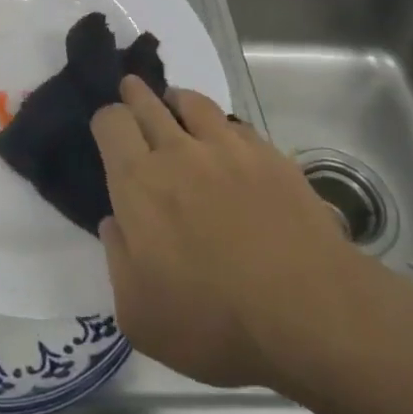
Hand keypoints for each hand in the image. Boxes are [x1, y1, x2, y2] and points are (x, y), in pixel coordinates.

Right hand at [92, 78, 409, 393]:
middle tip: (132, 92)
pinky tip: (226, 141)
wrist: (307, 311)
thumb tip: (115, 222)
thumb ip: (118, 260)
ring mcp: (227, 148)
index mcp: (138, 183)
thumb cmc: (213, 322)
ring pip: (192, 102)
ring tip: (176, 106)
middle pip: (148, 101)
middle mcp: (178, 152)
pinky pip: (235, 125)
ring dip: (177, 100)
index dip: (105, 120)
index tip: (108, 131)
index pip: (111, 122)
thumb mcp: (139, 315)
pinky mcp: (269, 155)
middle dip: (135, 94)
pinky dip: (222, 126)